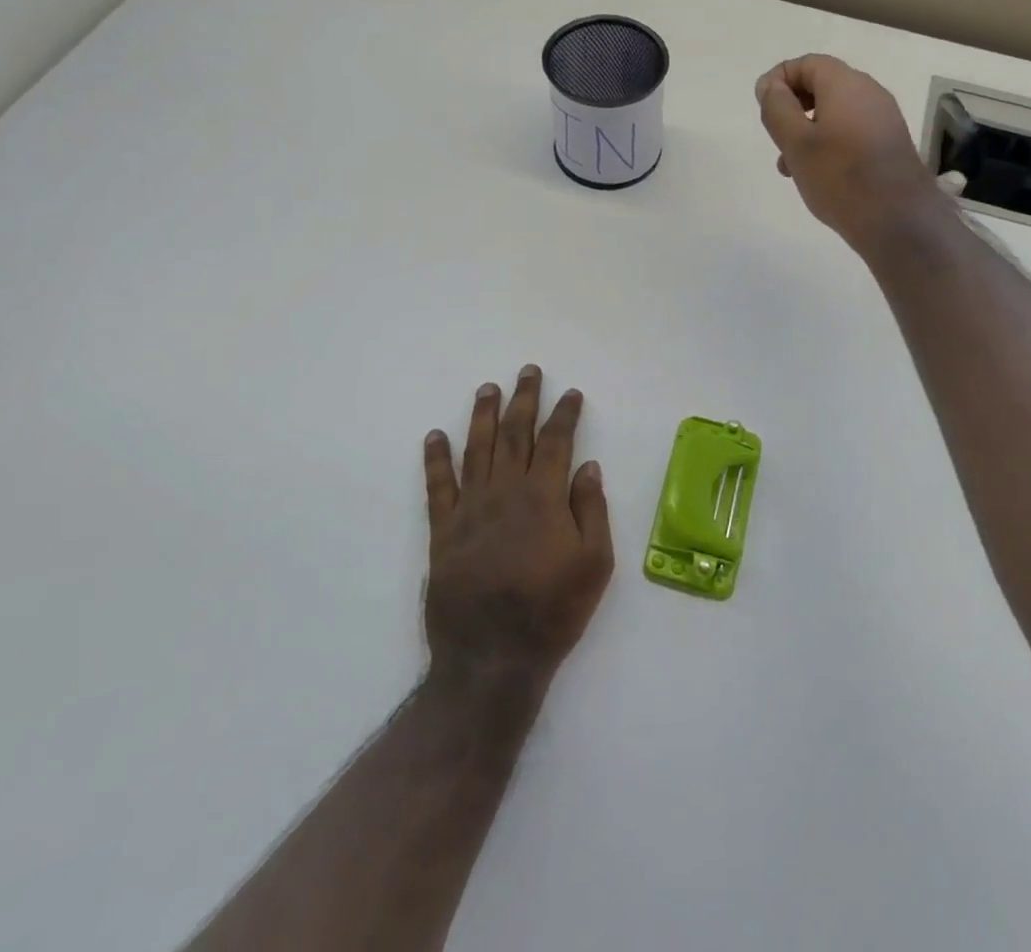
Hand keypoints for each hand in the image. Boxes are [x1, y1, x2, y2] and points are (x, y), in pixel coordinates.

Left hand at [422, 366, 613, 693]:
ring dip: (482, 415)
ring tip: (487, 388)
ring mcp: (470, 509)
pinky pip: (437, 486)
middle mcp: (505, 492)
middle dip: (523, 399)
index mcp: (543, 497)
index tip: (571, 393)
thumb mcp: (595, 563)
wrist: (492, 658)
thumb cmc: (552, 611)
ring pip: (476, 449)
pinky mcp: (443, 532)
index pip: (555, 441)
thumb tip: (587, 465)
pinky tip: (435, 436)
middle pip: (514, 434)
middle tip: (527, 371)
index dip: (564, 414)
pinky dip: (436, 459)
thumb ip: (591, 510)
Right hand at [756, 54, 947, 253]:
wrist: (897, 220)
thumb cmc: (839, 177)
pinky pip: (852, 131)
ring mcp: (884, 119)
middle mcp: (870, 93)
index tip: (762, 107)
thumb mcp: (796, 142)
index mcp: (846, 84)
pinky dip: (829, 143)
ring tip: (791, 166)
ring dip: (808, 131)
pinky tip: (818, 175)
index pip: (807, 63)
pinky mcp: (890, 143)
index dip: (779, 79)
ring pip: (836, 112)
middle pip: (822, 85)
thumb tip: (770, 85)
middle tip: (776, 138)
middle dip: (793, 108)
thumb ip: (777, 108)